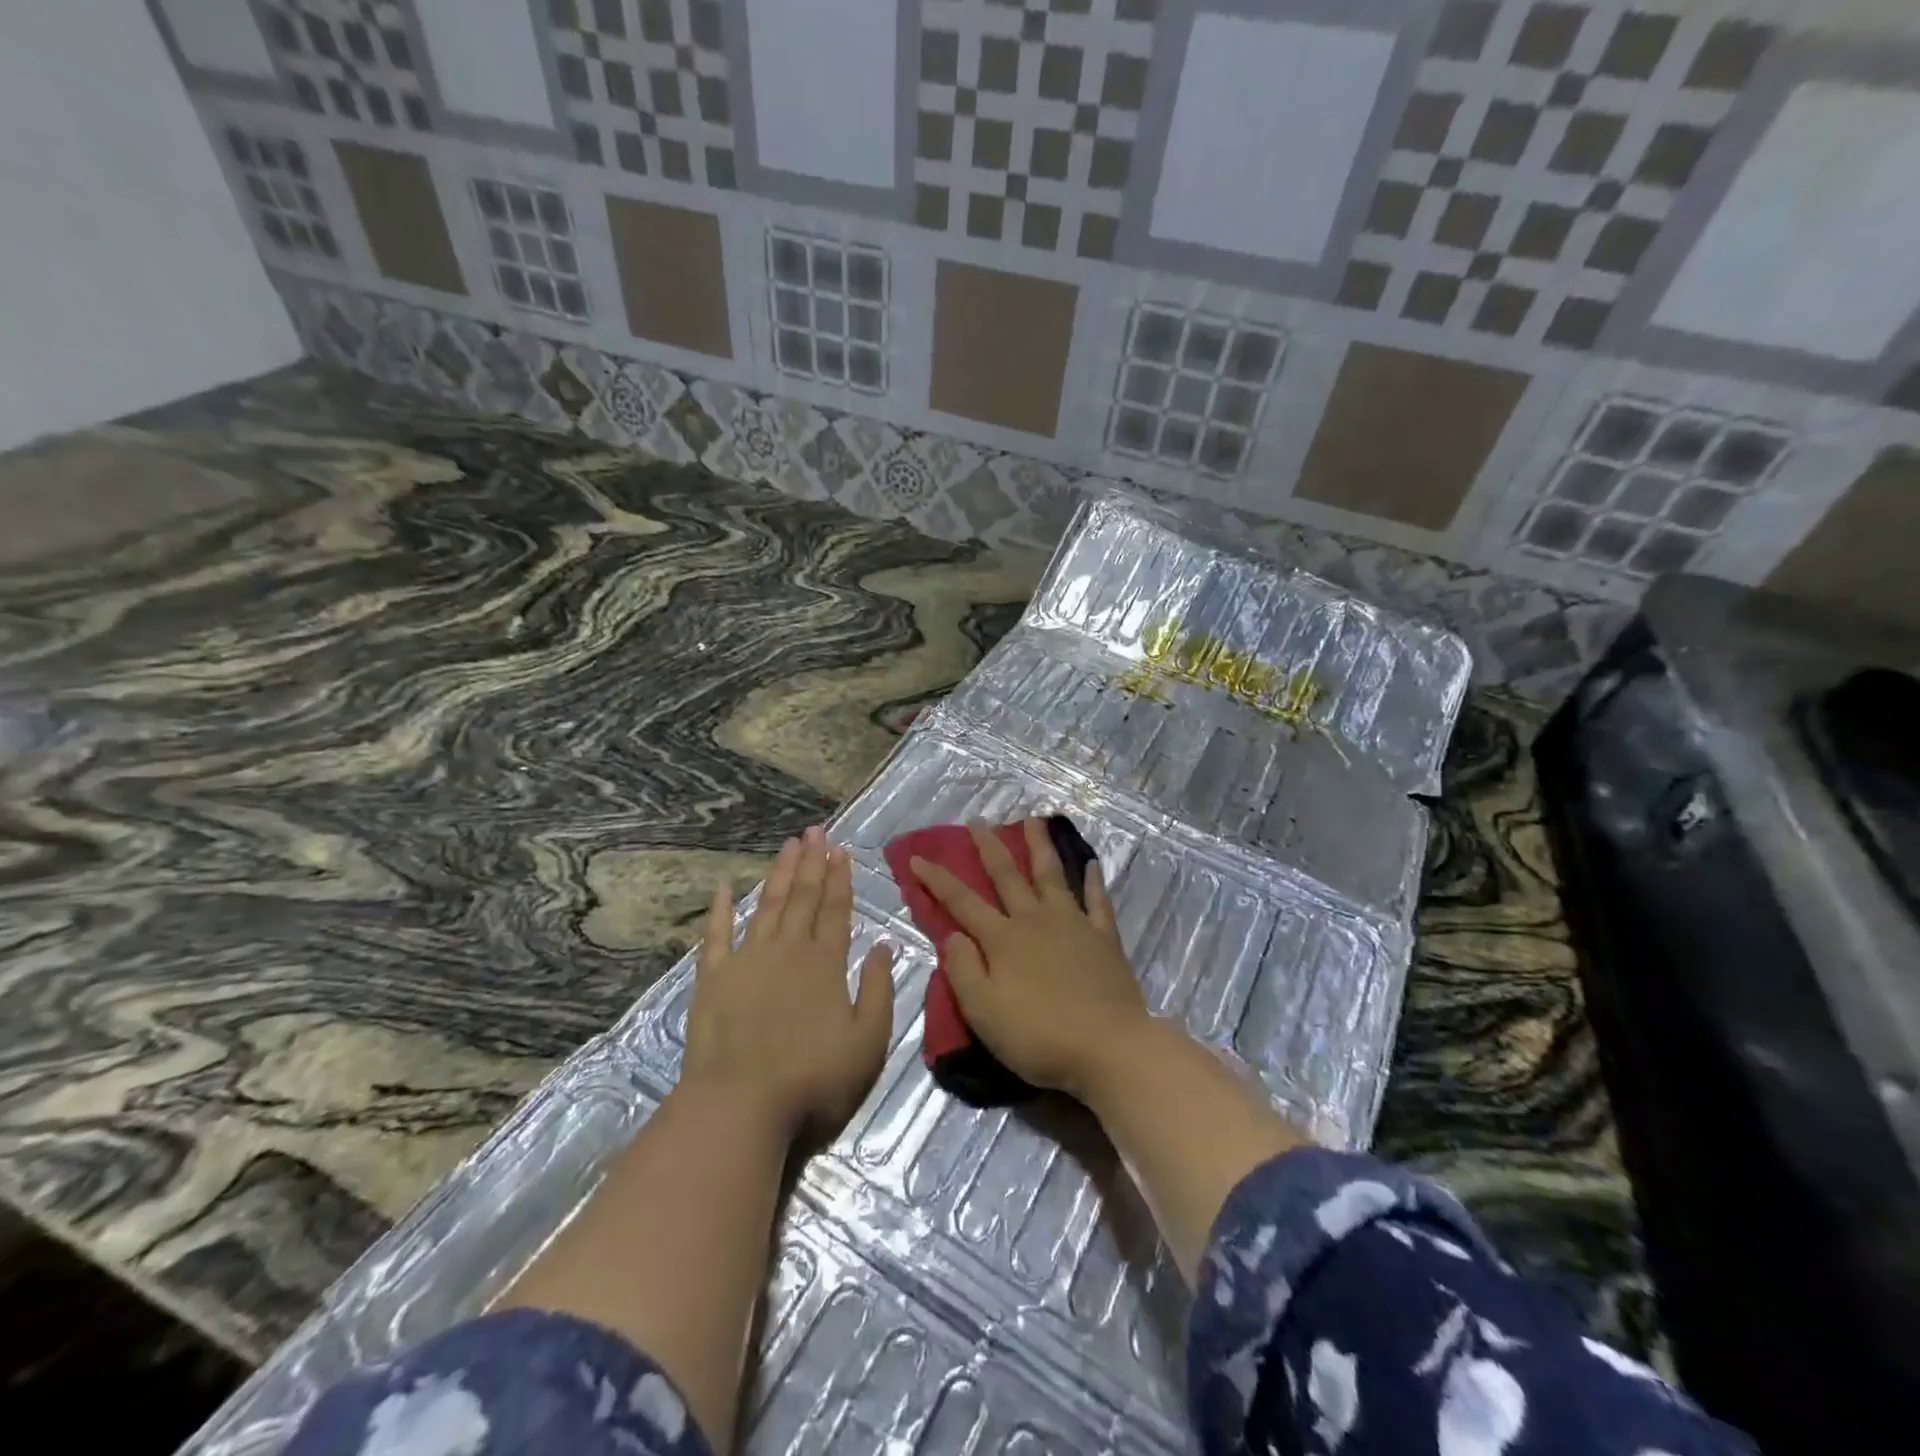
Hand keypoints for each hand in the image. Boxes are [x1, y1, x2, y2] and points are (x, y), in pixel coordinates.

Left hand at [684, 826, 895, 1144]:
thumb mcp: (868, 1041)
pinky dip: (721, 910)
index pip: (836, 910)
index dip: (840, 879)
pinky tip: (724, 888)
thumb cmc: (814, 1078)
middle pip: (803, 898)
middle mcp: (788, 950)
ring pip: (767, 906)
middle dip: (812, 863)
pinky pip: (717, 935)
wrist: (741, 1105)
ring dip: (779, 874)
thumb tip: (885, 945)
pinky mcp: (713, 979)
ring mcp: (747, 960)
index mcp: (826, 963)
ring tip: (788, 845)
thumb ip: (879, 989)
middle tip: (815, 831)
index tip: (841, 850)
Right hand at [910, 818, 1148, 1099]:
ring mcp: (1073, 924)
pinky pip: (1097, 901)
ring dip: (1040, 846)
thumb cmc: (1039, 1036)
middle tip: (978, 820)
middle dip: (988, 847)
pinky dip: (1093, 881)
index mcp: (1002, 939)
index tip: (917, 858)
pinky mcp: (1103, 938)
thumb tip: (954, 934)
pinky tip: (1092, 863)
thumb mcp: (984, 1012)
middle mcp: (1035, 920)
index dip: (937, 880)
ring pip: (1052, 875)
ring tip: (1035, 820)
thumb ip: (963, 970)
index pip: (962, 902)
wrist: (1109, 1047)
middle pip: (1007, 876)